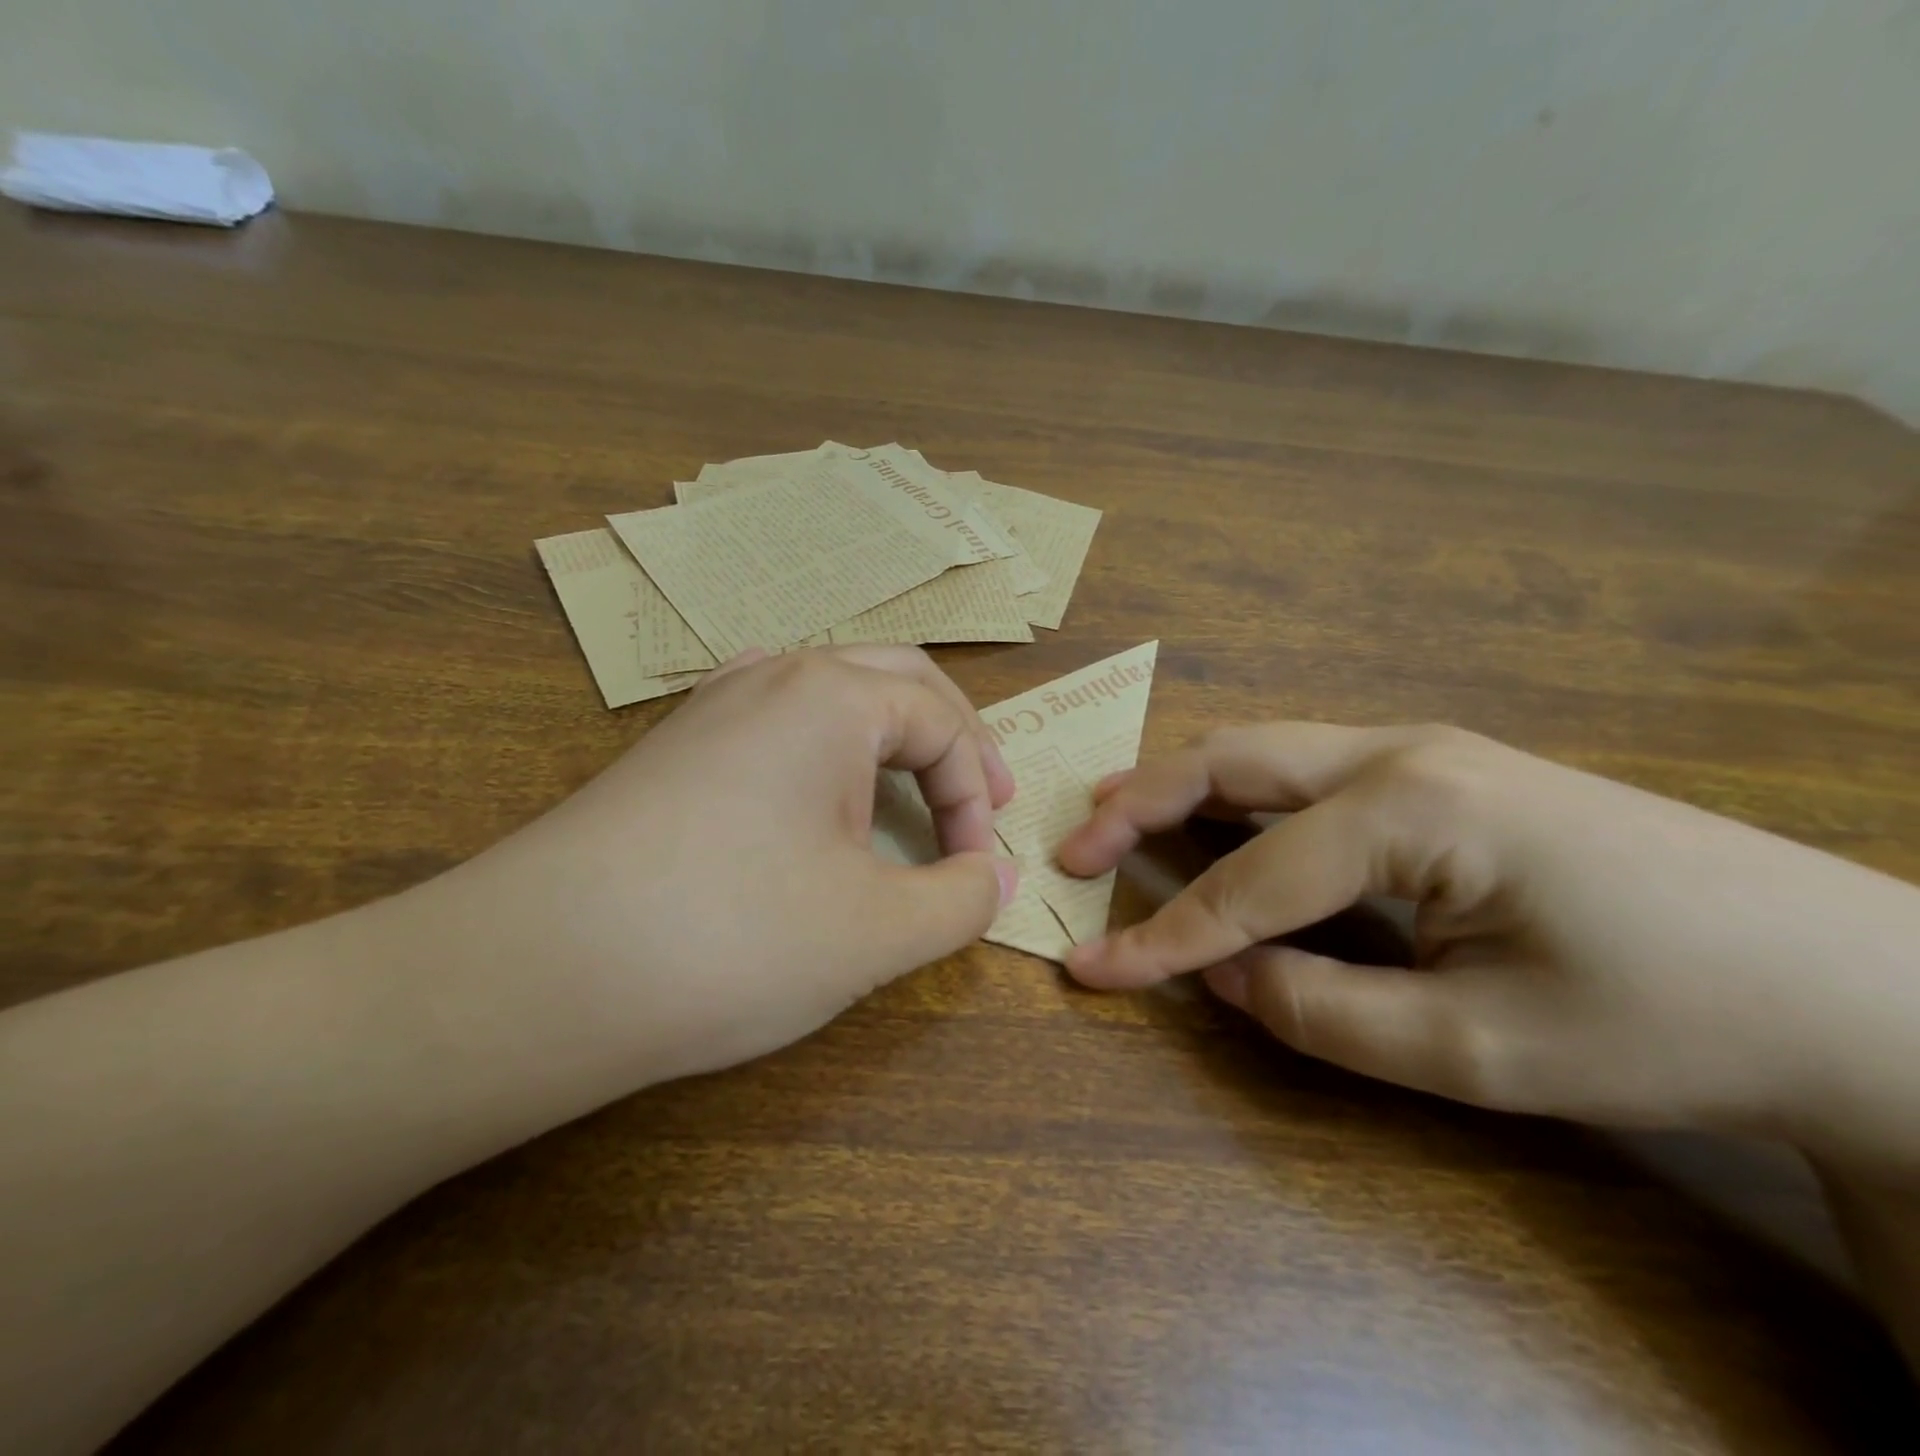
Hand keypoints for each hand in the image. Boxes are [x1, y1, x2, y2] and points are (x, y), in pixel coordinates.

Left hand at [402, 646, 1018, 1088]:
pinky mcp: (674, 749)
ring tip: (909, 789)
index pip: (942, 725)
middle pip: (896, 681)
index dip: (976, 798)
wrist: (531, 975)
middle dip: (952, 739)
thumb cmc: (730, 938)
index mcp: (832, 695)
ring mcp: (713, 706)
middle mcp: (772, 676)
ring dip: (888, 736)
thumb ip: (961, 900)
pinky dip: (825, 746)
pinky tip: (816, 781)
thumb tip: (996, 876)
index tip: (975, 872)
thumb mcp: (876, 931)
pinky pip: (776, 720)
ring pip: (832, 693)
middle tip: (981, 799)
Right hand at [1058, 722, 1919, 1171]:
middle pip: (1233, 761)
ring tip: (1118, 818)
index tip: (1089, 970)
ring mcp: (1425, 751)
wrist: (1858, 988)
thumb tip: (1222, 973)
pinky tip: (1216, 821)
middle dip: (1140, 804)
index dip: (1162, 937)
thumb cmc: (1668, 1021)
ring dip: (1183, 786)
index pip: (1249, 882)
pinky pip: (1306, 772)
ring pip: (1264, 753)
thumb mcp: (1477, 1050)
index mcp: (1409, 806)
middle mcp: (1402, 752)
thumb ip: (1320, 1010)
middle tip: (1076, 848)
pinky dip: (1239, 795)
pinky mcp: (1444, 770)